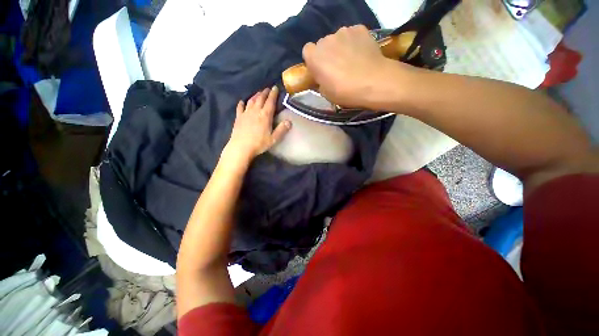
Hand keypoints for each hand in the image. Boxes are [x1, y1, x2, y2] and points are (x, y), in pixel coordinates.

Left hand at [225, 86, 291, 162]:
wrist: (241, 147)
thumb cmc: (259, 144)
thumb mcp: (273, 139)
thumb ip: (281, 130)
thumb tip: (289, 121)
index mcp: (265, 116)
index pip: (270, 102)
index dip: (273, 94)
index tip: (275, 87)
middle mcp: (255, 111)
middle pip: (260, 99)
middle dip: (265, 92)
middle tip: (267, 89)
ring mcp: (245, 113)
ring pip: (251, 101)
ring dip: (255, 96)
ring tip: (258, 93)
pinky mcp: (238, 118)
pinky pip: (240, 108)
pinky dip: (242, 103)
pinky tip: (242, 102)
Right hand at [302, 25, 402, 108]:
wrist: (373, 82)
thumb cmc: (345, 92)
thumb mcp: (326, 94)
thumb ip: (320, 81)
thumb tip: (323, 77)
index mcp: (315, 57)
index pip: (307, 51)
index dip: (313, 60)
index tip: (320, 69)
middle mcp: (326, 40)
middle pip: (323, 44)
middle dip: (327, 53)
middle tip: (337, 67)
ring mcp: (343, 32)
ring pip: (338, 38)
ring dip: (341, 47)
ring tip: (352, 60)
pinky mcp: (359, 29)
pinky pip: (352, 35)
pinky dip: (355, 42)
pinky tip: (361, 54)